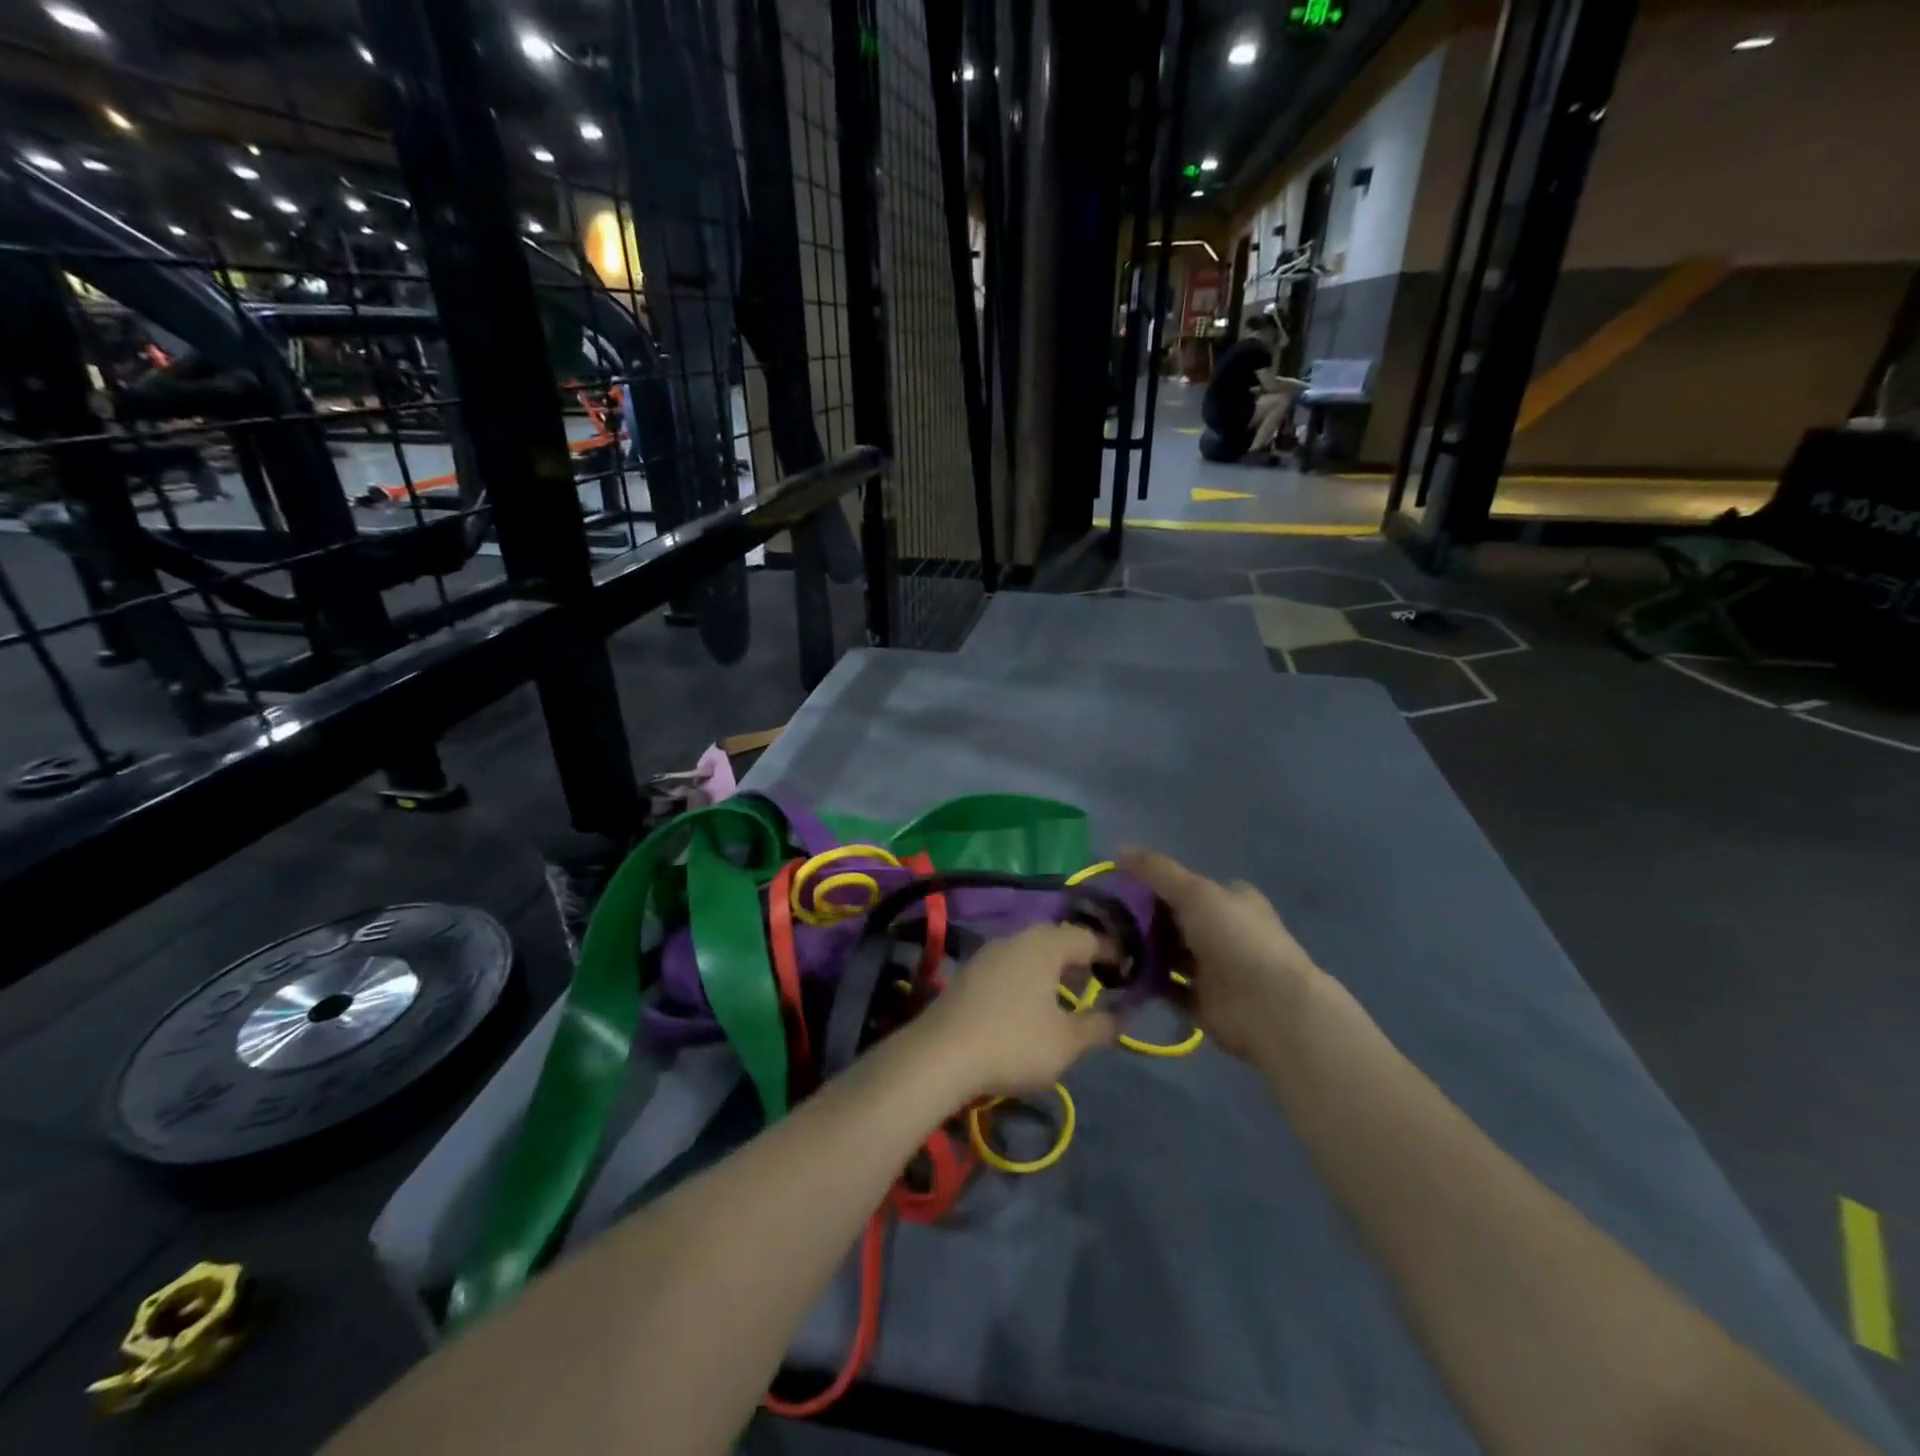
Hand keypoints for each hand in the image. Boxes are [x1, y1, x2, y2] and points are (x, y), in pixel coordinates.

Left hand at [918, 925, 1118, 1098]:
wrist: (941, 1054)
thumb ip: (1098, 1026)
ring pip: (1030, 953)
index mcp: (1044, 944)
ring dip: (1051, 970)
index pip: (1087, 937)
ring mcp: (987, 954)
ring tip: (1065, 999)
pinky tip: (1028, 1007)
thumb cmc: (1014, 1042)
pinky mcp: (968, 974)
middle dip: (1079, 960)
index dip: (1110, 952)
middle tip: (1096, 983)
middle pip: (1056, 940)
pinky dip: (1027, 979)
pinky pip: (1009, 967)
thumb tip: (1122, 1016)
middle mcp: (1015, 938)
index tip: (1126, 972)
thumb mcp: (1067, 1042)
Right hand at [1120, 849, 1319, 1061]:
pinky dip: (1146, 982)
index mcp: (1230, 899)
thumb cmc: (1235, 938)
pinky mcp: (1202, 1001)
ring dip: (1141, 950)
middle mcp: (1223, 931)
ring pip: (1168, 954)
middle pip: (1173, 920)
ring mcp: (1213, 969)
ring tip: (1103, 945)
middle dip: (1141, 919)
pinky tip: (1117, 974)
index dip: (1152, 884)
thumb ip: (1156, 871)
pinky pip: (1166, 987)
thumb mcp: (1194, 891)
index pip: (1185, 885)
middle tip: (1103, 919)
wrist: (1269, 1007)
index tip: (1116, 887)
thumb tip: (1118, 849)